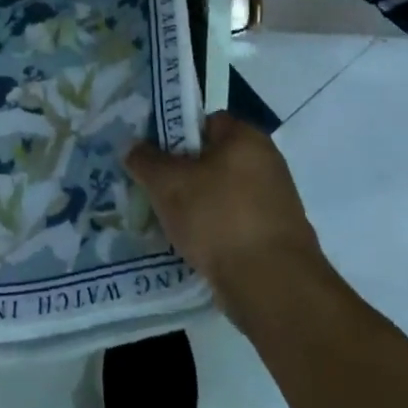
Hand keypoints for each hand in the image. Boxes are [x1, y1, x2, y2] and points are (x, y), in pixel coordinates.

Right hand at [125, 111, 324, 307]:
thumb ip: (145, 160)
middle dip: (182, 172)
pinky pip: (234, 223)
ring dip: (196, 204)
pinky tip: (191, 244)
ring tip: (166, 218)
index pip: (205, 121)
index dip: (175, 133)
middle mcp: (267, 164)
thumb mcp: (167, 183)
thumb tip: (132, 147)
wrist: (271, 287)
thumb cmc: (218, 218)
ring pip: (221, 193)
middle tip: (153, 186)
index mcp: (247, 139)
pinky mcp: (275, 238)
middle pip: (212, 158)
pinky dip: (214, 230)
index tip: (151, 153)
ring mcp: (275, 203)